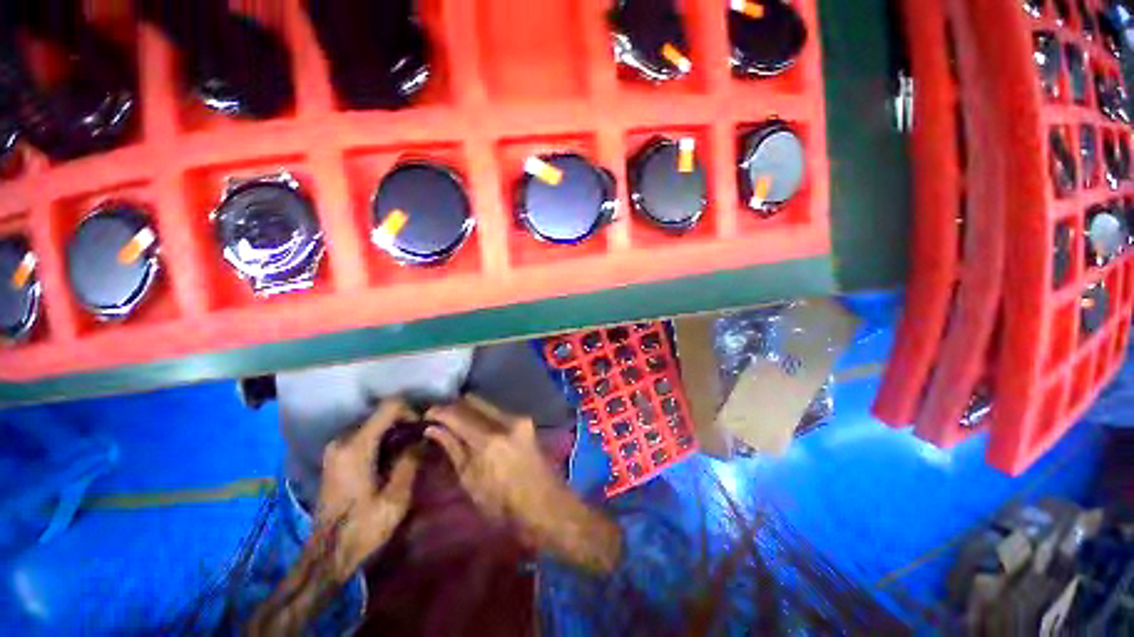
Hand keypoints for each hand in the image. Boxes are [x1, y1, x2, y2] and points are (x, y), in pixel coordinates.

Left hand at [318, 398, 421, 578]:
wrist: (327, 555)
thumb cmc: (363, 527)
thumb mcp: (396, 497)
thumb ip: (411, 461)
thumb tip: (423, 439)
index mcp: (356, 447)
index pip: (389, 406)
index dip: (412, 411)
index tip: (424, 429)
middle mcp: (342, 441)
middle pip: (381, 414)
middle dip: (405, 423)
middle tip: (420, 441)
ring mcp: (335, 449)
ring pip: (373, 424)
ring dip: (394, 432)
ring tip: (409, 451)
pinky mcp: (334, 458)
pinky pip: (364, 436)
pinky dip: (382, 440)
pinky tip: (392, 459)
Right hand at [426, 395, 621, 572]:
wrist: (546, 506)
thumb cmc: (503, 506)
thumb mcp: (470, 482)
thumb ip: (453, 449)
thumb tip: (434, 428)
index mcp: (489, 439)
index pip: (457, 413)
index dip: (438, 411)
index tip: (425, 415)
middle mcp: (506, 420)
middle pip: (473, 401)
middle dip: (454, 407)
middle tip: (440, 418)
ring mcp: (519, 418)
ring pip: (487, 405)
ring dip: (470, 411)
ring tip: (456, 424)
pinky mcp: (526, 422)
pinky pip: (498, 412)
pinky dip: (484, 416)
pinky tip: (476, 428)